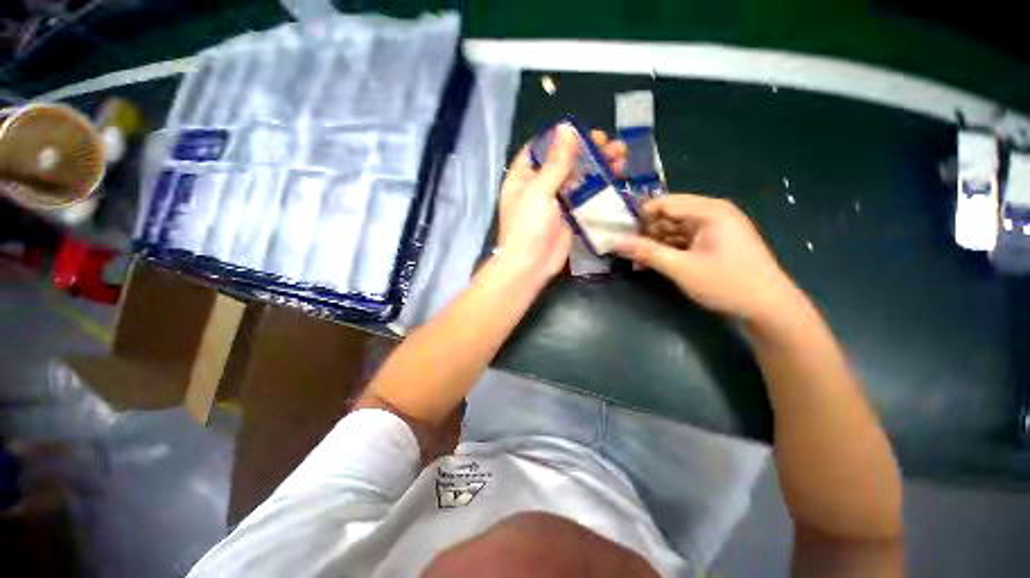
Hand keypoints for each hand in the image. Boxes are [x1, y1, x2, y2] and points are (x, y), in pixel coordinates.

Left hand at [498, 125, 627, 278]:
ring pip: (578, 180)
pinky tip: (617, 180)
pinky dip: (599, 190)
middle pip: (564, 163)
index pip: (540, 149)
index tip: (584, 131)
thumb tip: (567, 127)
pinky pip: (585, 199)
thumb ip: (555, 162)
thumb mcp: (539, 191)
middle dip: (587, 152)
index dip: (560, 138)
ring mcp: (555, 203)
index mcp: (523, 177)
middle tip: (611, 144)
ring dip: (598, 168)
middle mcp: (538, 187)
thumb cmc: (528, 227)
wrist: (530, 266)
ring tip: (621, 158)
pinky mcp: (569, 217)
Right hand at [613, 194, 800, 321]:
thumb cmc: (727, 283)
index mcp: (708, 210)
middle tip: (628, 253)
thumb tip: (614, 242)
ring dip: (654, 244)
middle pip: (667, 215)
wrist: (768, 308)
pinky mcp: (713, 243)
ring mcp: (713, 229)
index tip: (621, 235)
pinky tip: (652, 265)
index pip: (663, 203)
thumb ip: (646, 252)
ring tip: (637, 263)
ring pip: (672, 230)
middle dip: (646, 233)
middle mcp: (711, 213)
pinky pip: (682, 241)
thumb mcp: (681, 268)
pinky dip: (667, 251)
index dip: (639, 217)